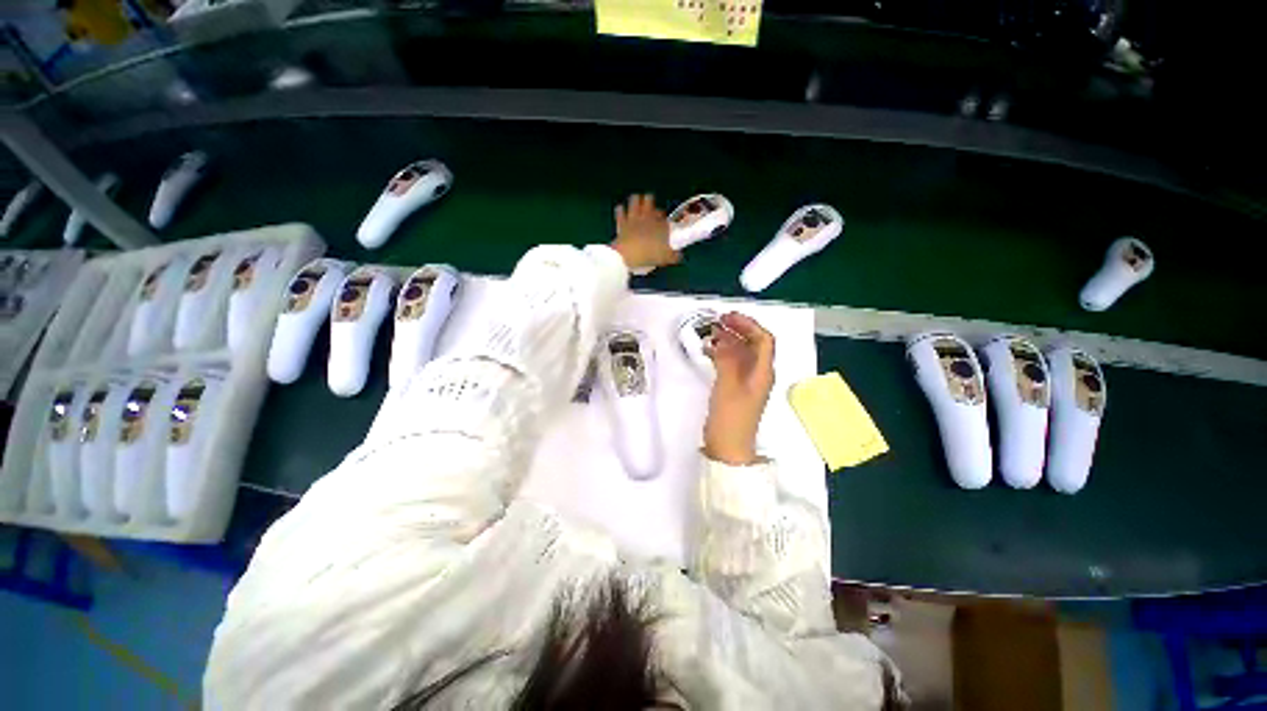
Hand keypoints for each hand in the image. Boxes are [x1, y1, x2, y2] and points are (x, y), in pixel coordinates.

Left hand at [611, 194, 680, 270]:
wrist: (628, 255)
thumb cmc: (649, 255)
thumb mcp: (665, 258)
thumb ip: (674, 256)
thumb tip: (679, 256)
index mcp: (659, 224)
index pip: (663, 216)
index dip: (664, 219)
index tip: (664, 223)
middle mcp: (647, 217)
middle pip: (649, 199)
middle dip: (650, 201)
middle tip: (650, 208)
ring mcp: (633, 217)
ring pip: (634, 200)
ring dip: (636, 200)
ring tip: (637, 202)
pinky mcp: (621, 222)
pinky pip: (620, 211)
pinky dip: (621, 210)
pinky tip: (621, 210)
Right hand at [703, 312, 775, 465]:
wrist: (727, 448)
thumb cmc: (731, 417)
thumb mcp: (728, 385)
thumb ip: (727, 359)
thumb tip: (722, 339)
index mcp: (763, 372)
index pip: (764, 340)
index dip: (749, 325)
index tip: (729, 317)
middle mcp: (758, 374)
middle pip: (753, 344)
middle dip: (738, 329)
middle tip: (718, 321)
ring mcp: (746, 382)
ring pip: (741, 353)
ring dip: (728, 340)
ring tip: (711, 333)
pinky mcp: (735, 388)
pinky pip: (731, 364)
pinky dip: (721, 354)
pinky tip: (708, 351)